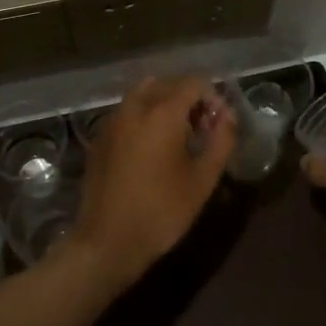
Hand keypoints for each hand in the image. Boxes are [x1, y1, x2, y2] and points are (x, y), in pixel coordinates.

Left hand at [68, 75, 235, 288]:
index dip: (212, 97)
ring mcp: (112, 119)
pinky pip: (127, 111)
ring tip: (177, 135)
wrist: (106, 242)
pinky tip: (151, 146)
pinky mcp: (99, 136)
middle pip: (167, 83)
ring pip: (144, 93)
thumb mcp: (202, 180)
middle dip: (189, 98)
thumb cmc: (161, 212)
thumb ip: (221, 141)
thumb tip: (227, 118)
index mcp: (162, 111)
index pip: (193, 82)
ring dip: (165, 103)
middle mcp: (135, 106)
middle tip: (202, 128)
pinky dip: (144, 115)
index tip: (219, 124)